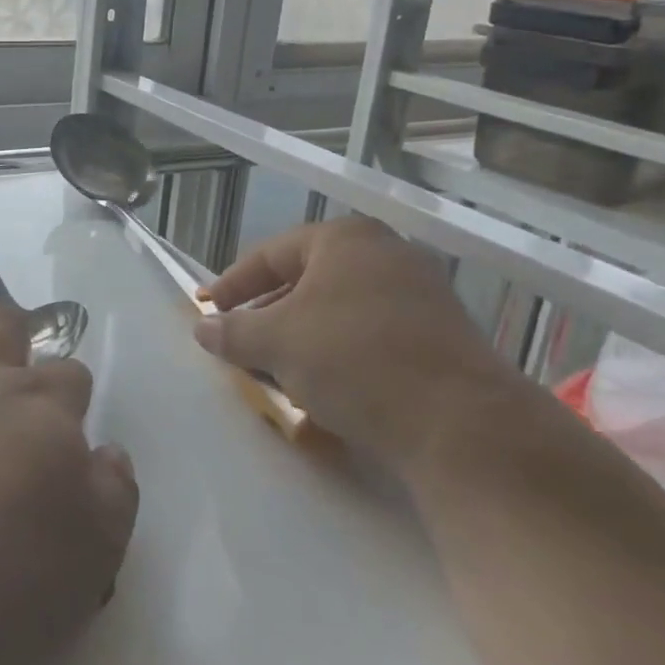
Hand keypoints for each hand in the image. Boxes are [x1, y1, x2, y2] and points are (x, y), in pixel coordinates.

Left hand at [0, 304, 136, 664]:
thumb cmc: (1, 582)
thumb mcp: (92, 560)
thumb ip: (112, 496)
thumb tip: (107, 453)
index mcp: (41, 410)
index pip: (69, 375)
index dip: (72, 397)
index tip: (68, 432)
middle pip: (0, 323)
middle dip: (13, 336)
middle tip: (16, 382)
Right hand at [195, 217, 522, 473]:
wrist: (462, 425)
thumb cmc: (353, 360)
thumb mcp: (276, 343)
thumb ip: (232, 331)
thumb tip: (202, 328)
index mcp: (345, 239)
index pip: (270, 254)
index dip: (233, 284)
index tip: (209, 311)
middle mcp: (387, 253)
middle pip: (307, 280)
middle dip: (269, 314)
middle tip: (243, 342)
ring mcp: (423, 294)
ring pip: (340, 310)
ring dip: (303, 337)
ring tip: (279, 370)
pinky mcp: (444, 335)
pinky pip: (373, 334)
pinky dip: (340, 353)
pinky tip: (327, 387)